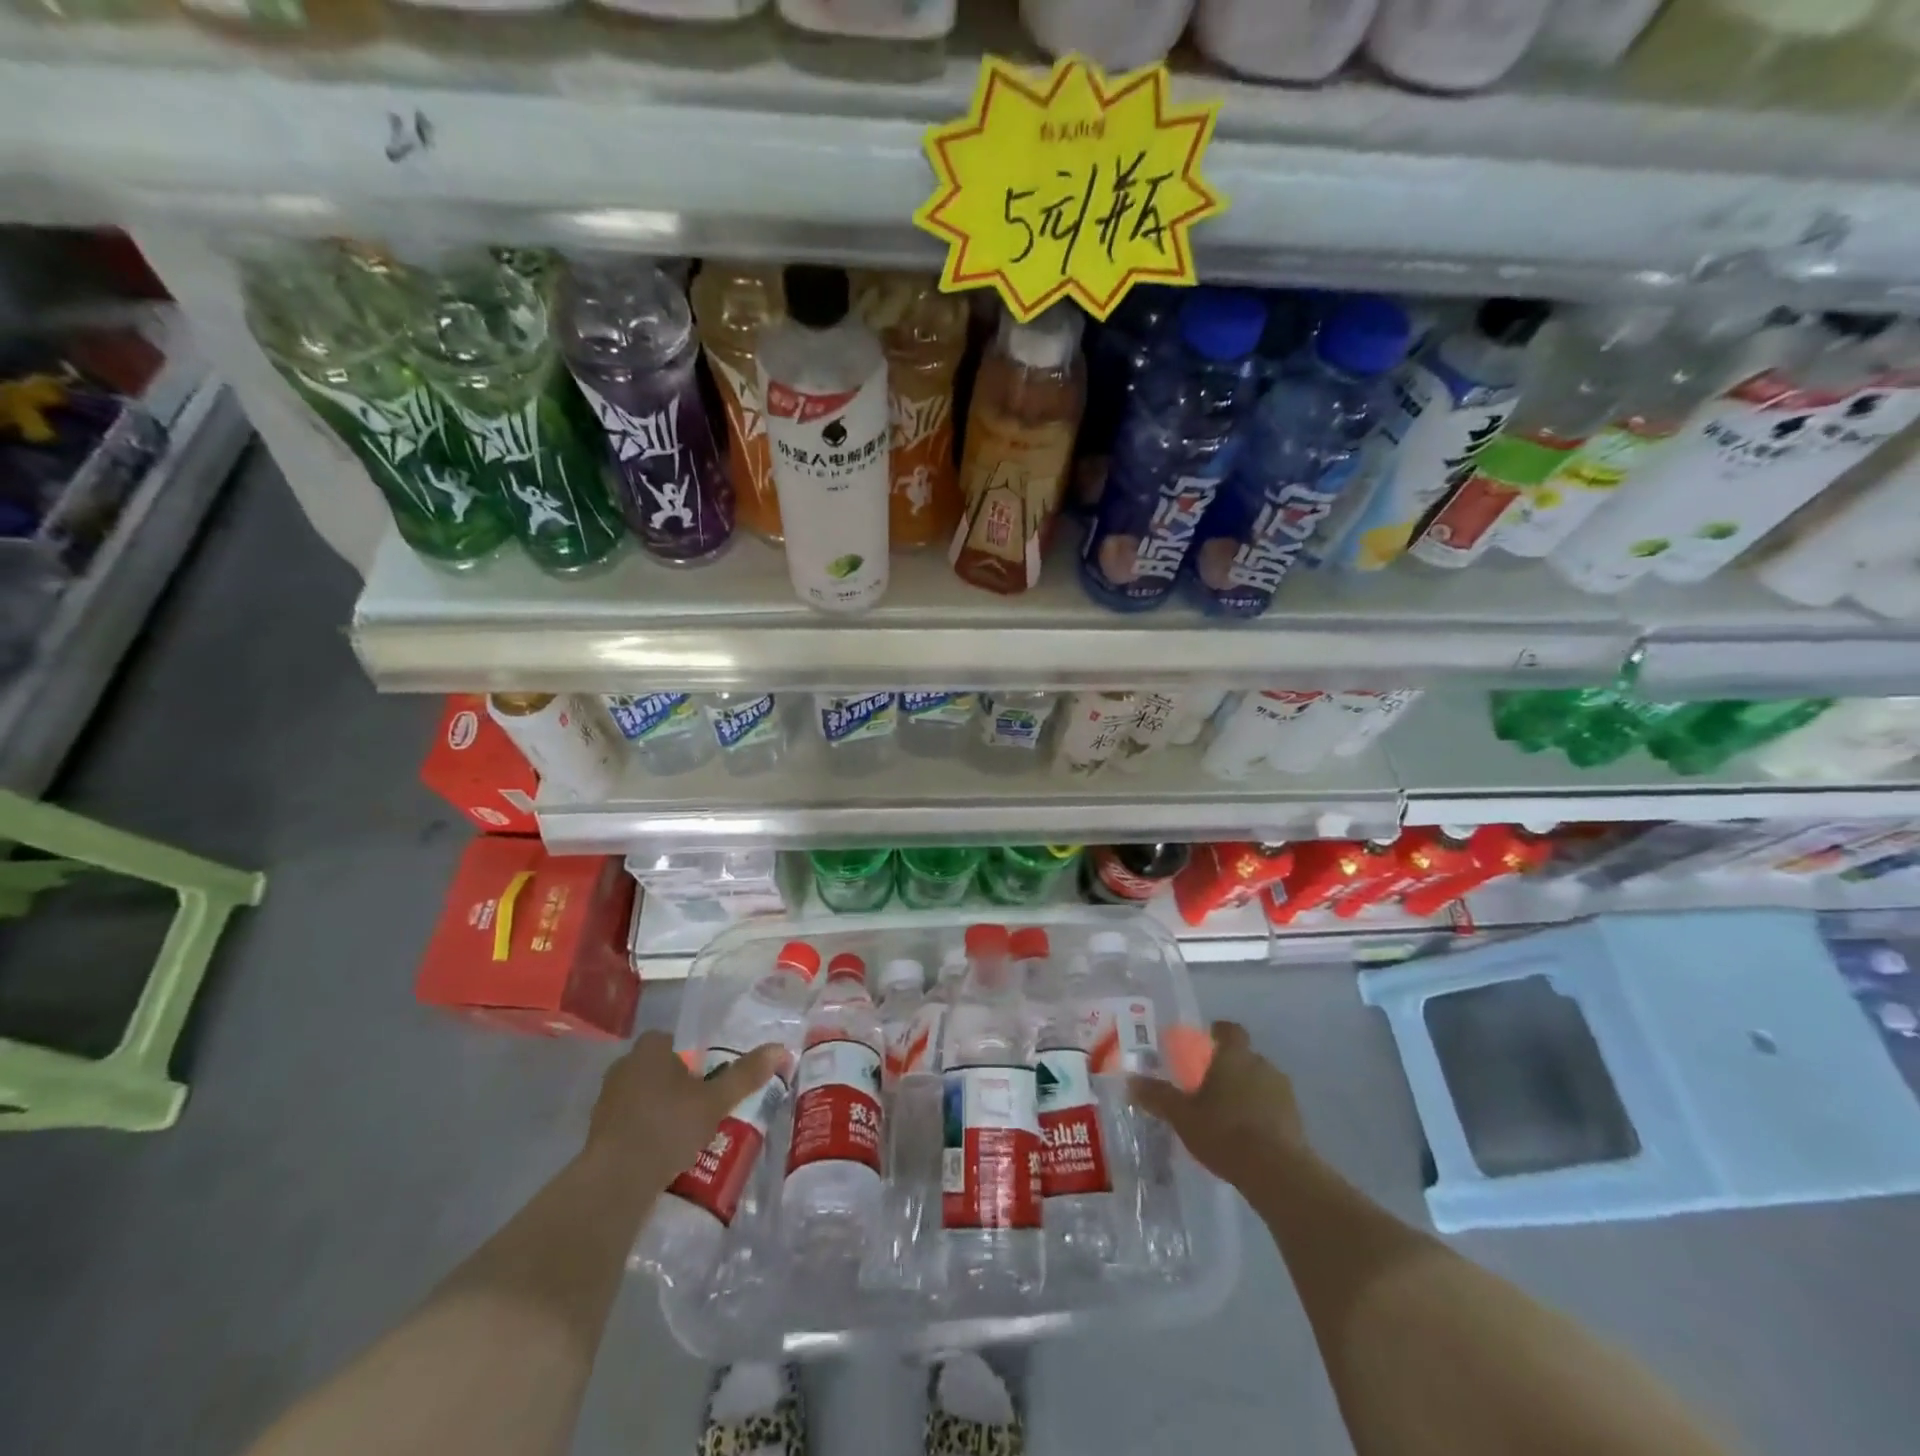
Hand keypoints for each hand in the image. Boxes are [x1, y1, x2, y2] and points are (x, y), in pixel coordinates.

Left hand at [584, 1032, 785, 1190]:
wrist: (615, 1181)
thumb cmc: (668, 1127)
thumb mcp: (716, 1100)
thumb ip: (746, 1074)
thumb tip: (781, 1049)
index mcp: (650, 1049)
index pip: (674, 1041)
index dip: (693, 1059)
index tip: (709, 1081)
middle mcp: (624, 1066)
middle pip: (659, 1068)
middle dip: (678, 1085)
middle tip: (702, 1108)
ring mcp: (607, 1099)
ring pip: (643, 1096)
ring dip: (661, 1109)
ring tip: (685, 1134)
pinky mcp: (597, 1131)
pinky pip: (629, 1122)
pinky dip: (645, 1131)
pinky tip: (662, 1153)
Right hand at [1129, 1020, 1310, 1189]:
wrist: (1278, 1172)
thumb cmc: (1225, 1132)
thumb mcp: (1182, 1116)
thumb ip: (1158, 1096)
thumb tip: (1131, 1081)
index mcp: (1234, 1056)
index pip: (1229, 1030)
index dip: (1218, 1033)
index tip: (1205, 1043)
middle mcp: (1261, 1065)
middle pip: (1244, 1056)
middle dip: (1228, 1067)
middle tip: (1209, 1087)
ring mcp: (1283, 1091)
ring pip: (1260, 1081)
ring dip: (1247, 1091)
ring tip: (1228, 1115)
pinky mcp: (1297, 1118)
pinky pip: (1273, 1106)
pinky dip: (1262, 1113)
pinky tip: (1248, 1136)